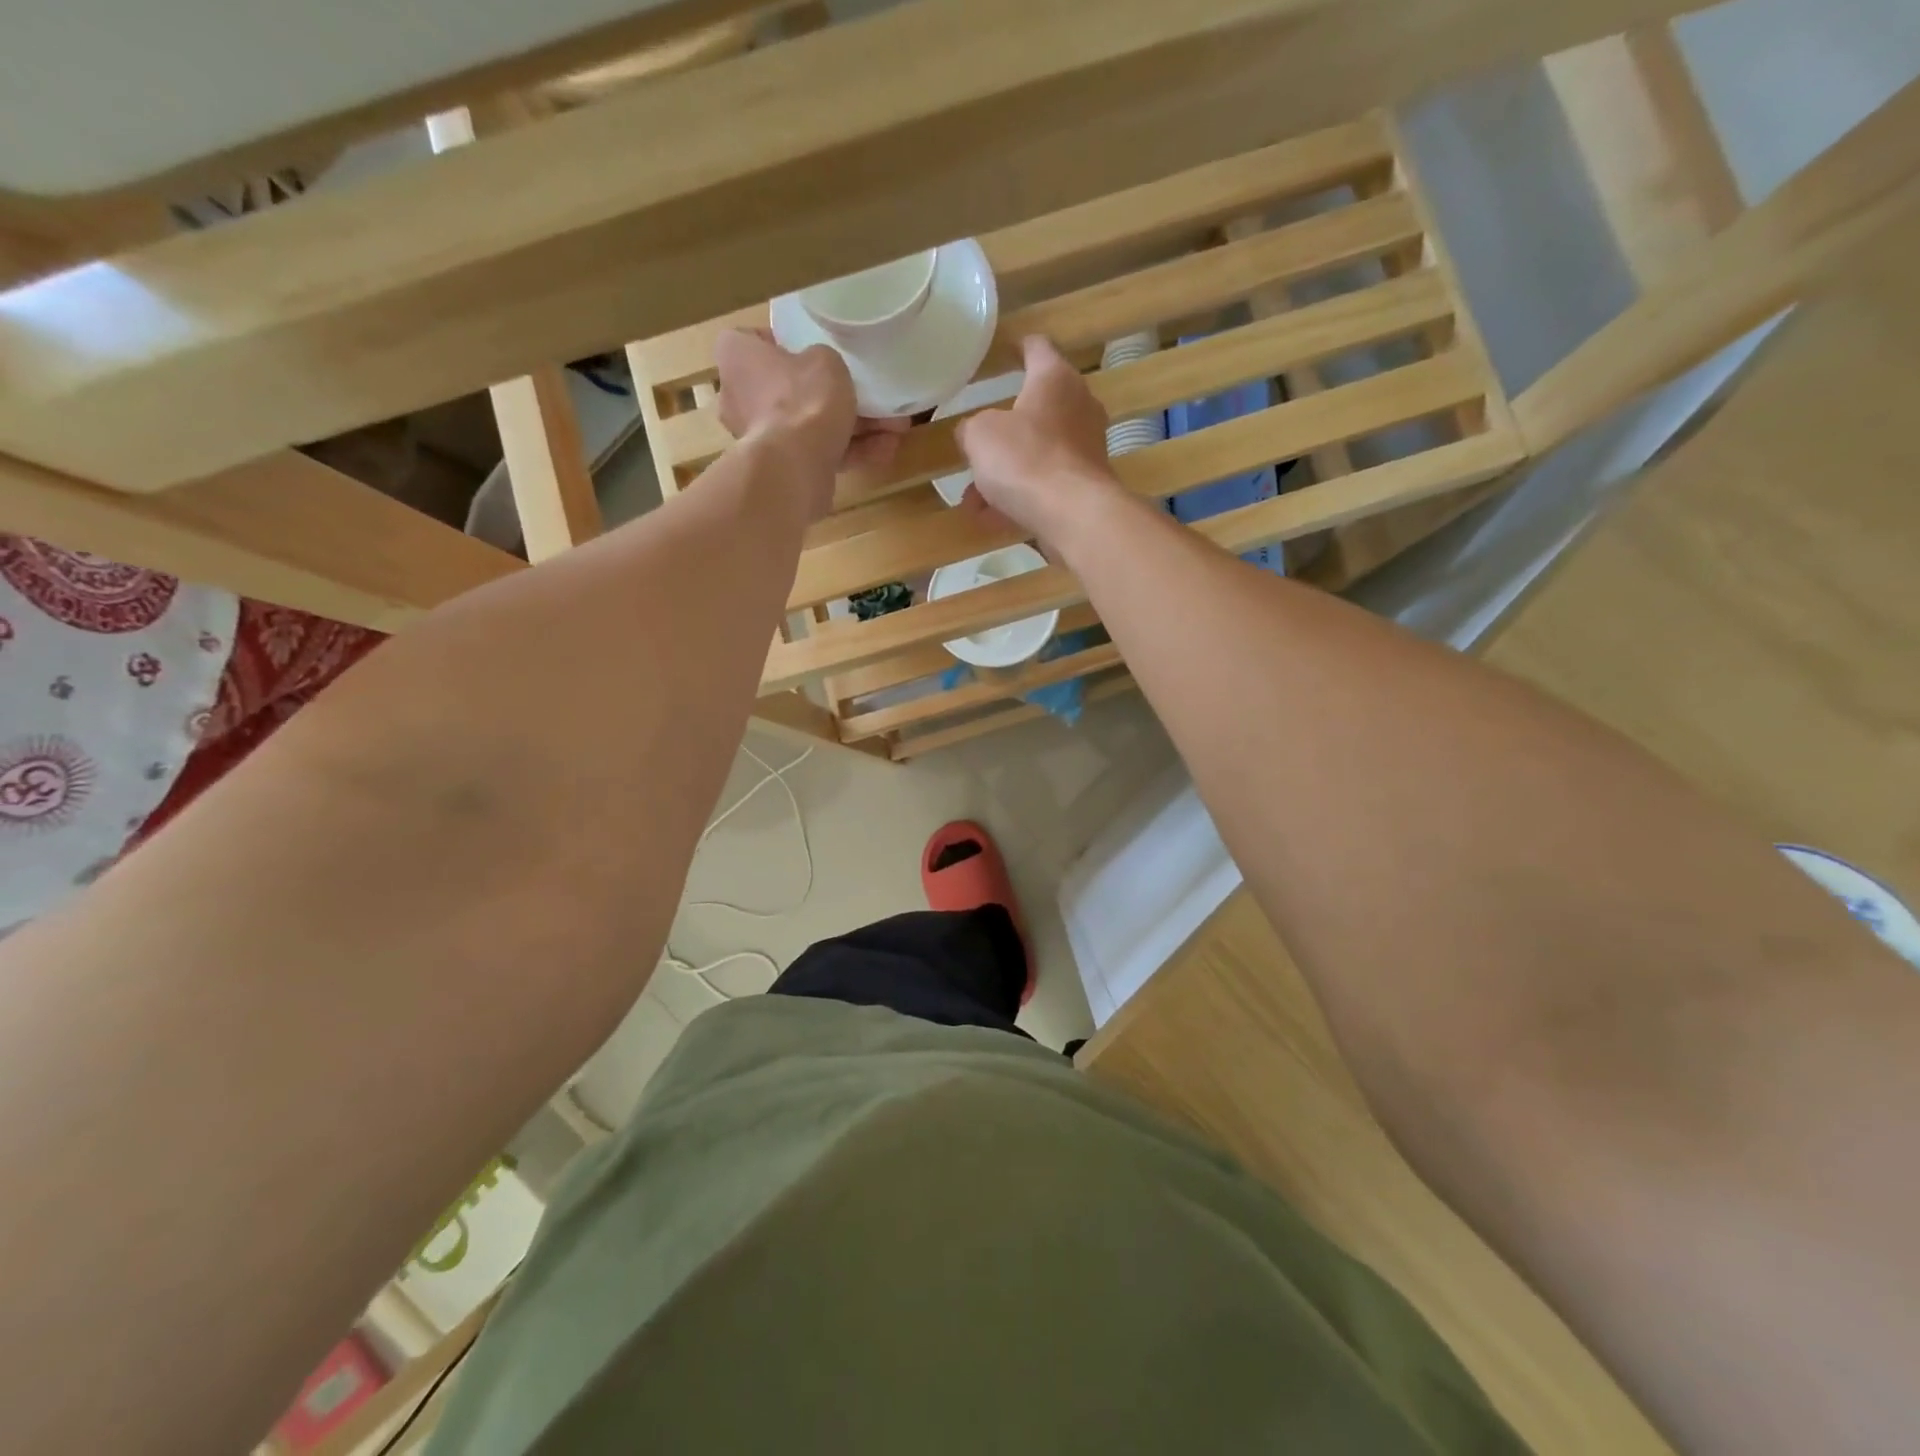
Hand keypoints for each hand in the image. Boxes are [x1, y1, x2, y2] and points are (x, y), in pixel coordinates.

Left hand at [714, 330, 909, 505]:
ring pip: (811, 426)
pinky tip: (887, 450)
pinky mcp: (783, 469)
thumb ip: (823, 361)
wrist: (794, 467)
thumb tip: (822, 373)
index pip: (753, 341)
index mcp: (738, 358)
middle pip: (791, 390)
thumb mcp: (825, 360)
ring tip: (894, 427)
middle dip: (832, 396)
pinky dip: (850, 452)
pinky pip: (819, 454)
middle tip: (867, 395)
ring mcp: (761, 438)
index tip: (813, 349)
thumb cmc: (801, 398)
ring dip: (853, 427)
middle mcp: (740, 398)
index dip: (785, 343)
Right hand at [955, 335, 1126, 554]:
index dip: (1018, 347)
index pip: (1037, 348)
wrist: (1073, 515)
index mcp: (1055, 378)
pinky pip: (1045, 484)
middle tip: (978, 441)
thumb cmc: (1025, 459)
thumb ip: (971, 428)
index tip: (1007, 351)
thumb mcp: (979, 436)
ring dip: (1005, 472)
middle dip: (1005, 429)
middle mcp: (1079, 406)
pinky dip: (1019, 497)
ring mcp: (1087, 448)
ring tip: (972, 497)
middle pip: (1037, 408)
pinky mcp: (1087, 485)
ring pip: (1037, 453)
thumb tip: (973, 434)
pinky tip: (989, 519)